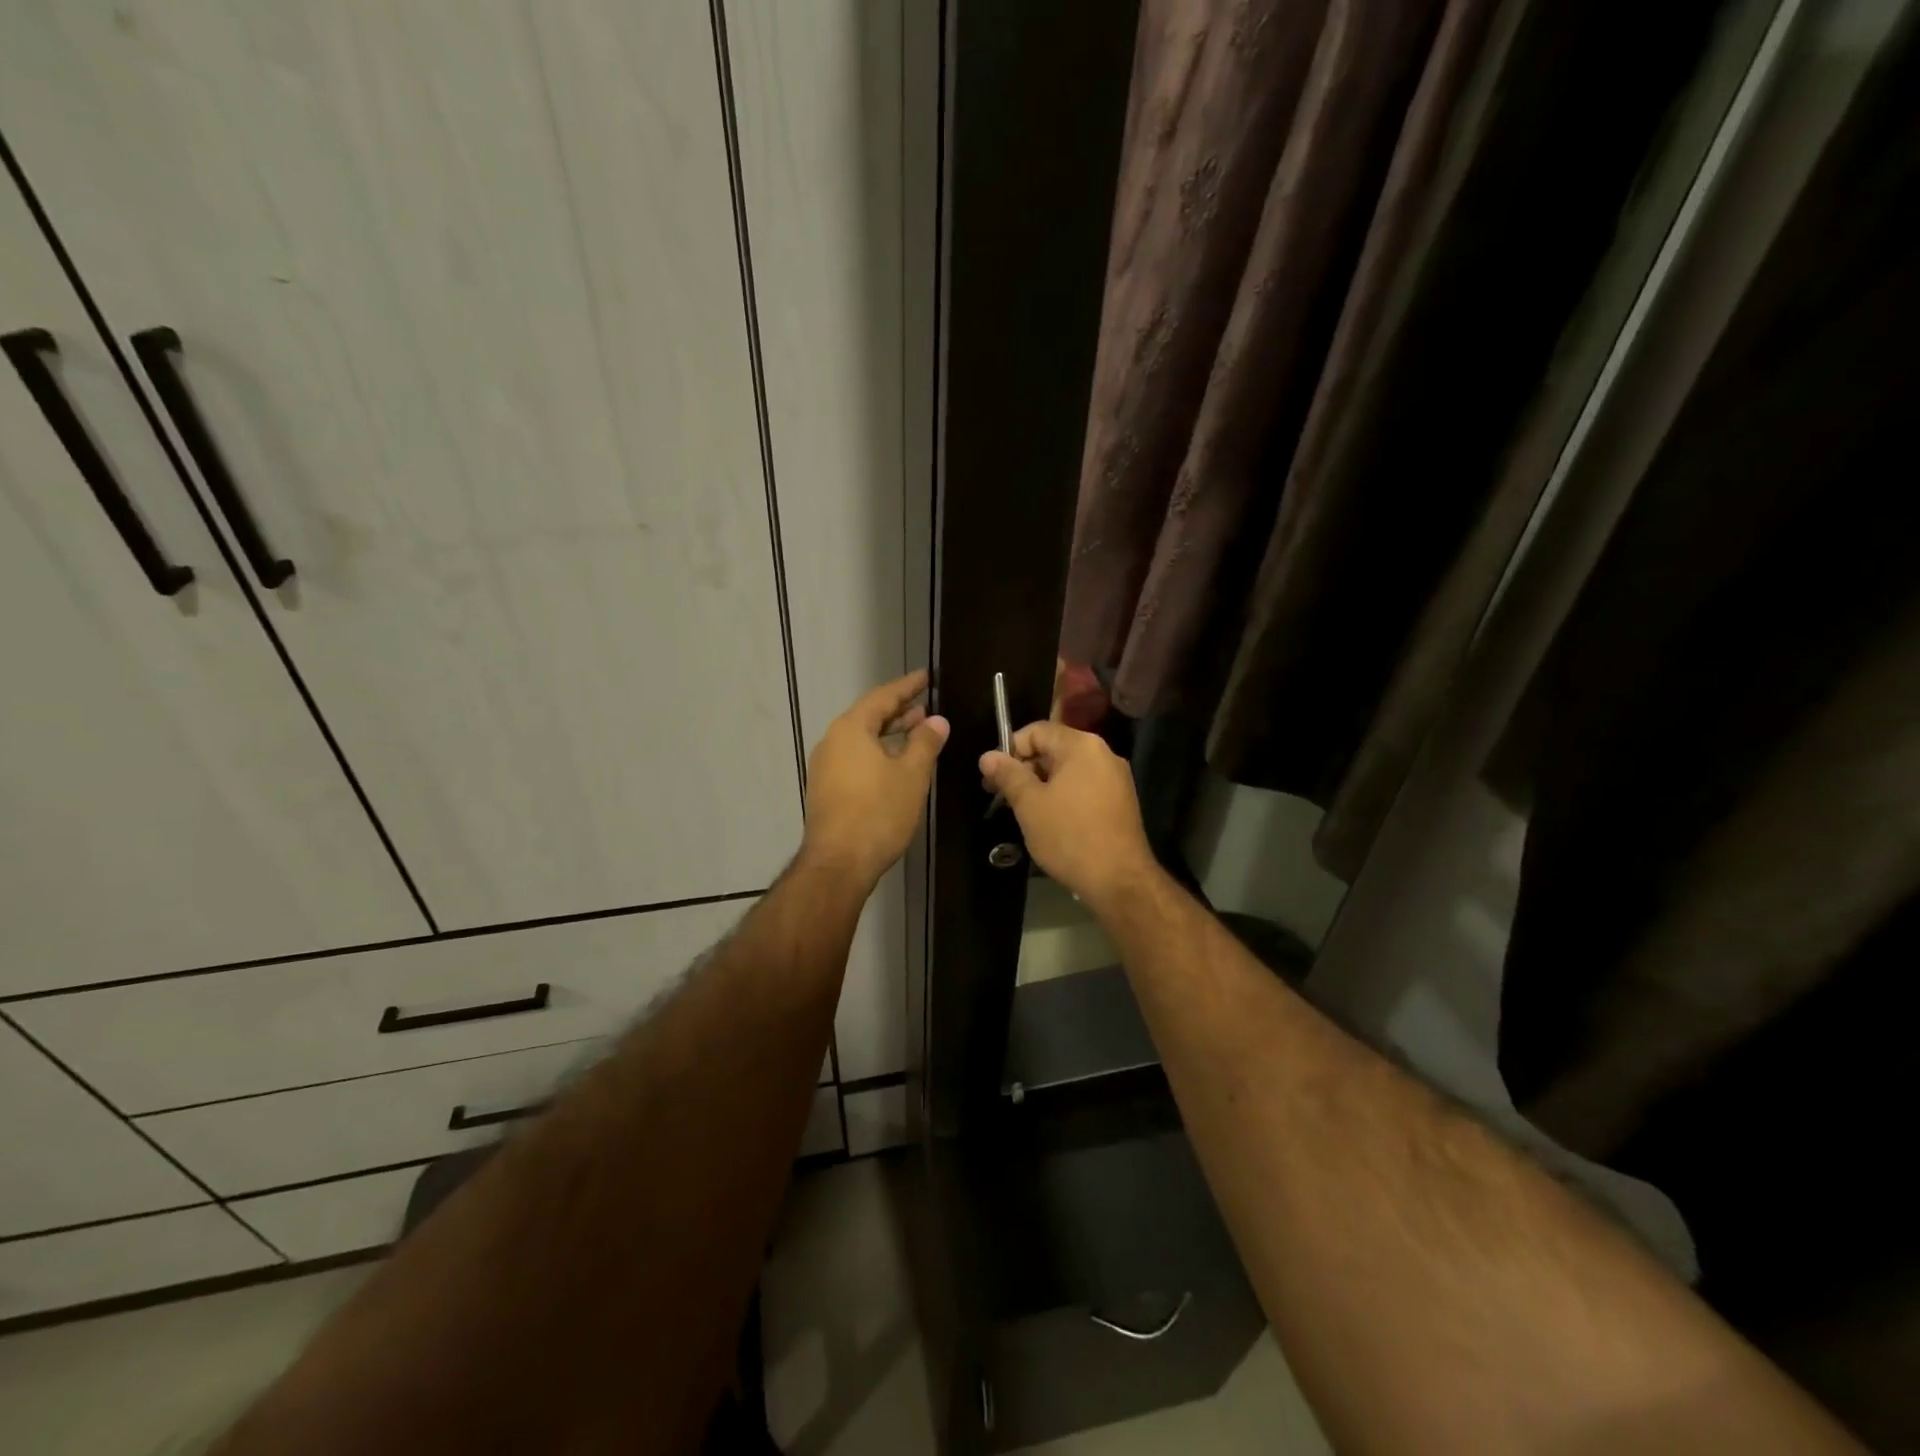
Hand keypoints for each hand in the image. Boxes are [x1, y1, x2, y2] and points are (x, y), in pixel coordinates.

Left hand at [802, 669, 948, 885]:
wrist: (838, 863)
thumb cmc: (878, 813)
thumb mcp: (911, 775)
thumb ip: (925, 743)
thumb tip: (936, 720)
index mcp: (851, 729)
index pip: (883, 697)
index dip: (907, 687)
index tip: (926, 677)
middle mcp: (833, 741)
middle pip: (869, 717)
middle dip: (899, 711)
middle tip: (926, 706)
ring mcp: (825, 767)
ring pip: (862, 740)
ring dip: (890, 734)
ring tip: (917, 732)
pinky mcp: (827, 789)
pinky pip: (855, 759)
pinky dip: (878, 753)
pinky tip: (897, 764)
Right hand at [980, 721, 1153, 907]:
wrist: (1119, 880)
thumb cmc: (1069, 836)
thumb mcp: (1030, 804)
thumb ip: (1008, 775)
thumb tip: (987, 756)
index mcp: (1081, 745)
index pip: (1037, 731)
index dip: (1010, 749)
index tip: (993, 777)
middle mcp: (1103, 753)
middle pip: (1054, 748)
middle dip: (1025, 768)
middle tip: (1002, 796)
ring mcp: (1116, 778)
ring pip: (1068, 770)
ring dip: (1042, 784)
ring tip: (1024, 811)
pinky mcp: (1121, 801)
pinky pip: (1084, 787)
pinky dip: (1063, 796)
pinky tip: (1051, 821)